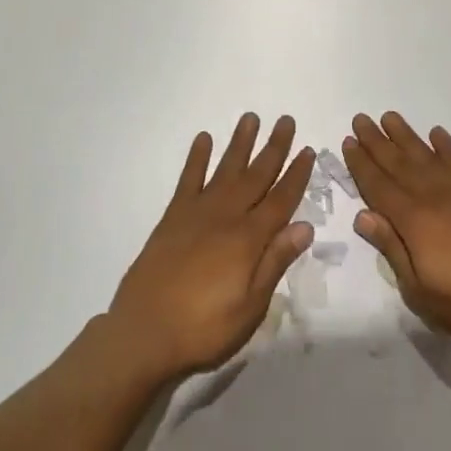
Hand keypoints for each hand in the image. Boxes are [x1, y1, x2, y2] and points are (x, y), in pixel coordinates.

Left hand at [108, 114, 313, 382]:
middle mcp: (226, 217)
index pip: (280, 200)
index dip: (296, 175)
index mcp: (249, 240)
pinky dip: (196, 158)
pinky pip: (188, 180)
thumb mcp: (250, 307)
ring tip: (250, 117)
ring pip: (226, 169)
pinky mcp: (173, 217)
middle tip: (286, 120)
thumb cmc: (204, 328)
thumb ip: (275, 262)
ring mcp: (197, 213)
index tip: (307, 150)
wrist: (144, 333)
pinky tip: (203, 139)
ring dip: (240, 143)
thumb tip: (305, 226)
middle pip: (256, 176)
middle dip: (274, 148)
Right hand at [345, 112, 450, 348]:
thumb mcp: (419, 289)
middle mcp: (433, 197)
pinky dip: (446, 146)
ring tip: (390, 117)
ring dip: (406, 136)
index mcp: (414, 220)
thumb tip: (362, 215)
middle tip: (361, 119)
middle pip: (398, 163)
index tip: (348, 142)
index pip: (379, 186)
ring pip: (425, 155)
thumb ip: (392, 248)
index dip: (362, 164)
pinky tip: (437, 134)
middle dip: (377, 141)